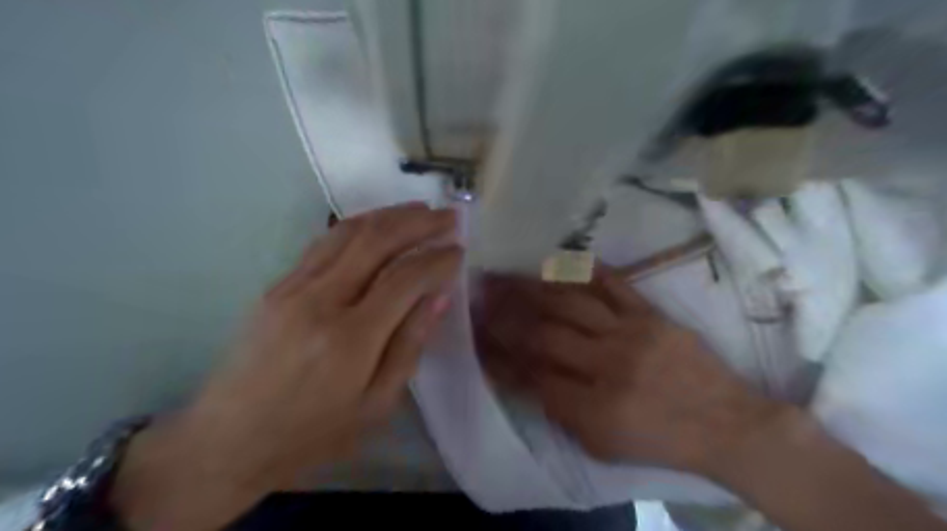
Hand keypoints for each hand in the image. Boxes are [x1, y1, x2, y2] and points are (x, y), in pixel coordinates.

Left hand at [112, 201, 464, 528]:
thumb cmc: (313, 433)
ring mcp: (294, 287)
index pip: (406, 279)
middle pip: (377, 241)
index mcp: (351, 339)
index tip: (459, 251)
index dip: (438, 260)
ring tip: (420, 209)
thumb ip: (410, 345)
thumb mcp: (377, 404)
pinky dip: (359, 225)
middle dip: (419, 222)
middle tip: (448, 216)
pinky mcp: (278, 284)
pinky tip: (378, 223)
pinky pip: (325, 242)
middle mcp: (321, 301)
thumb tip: (439, 296)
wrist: (228, 440)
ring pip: (349, 232)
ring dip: (390, 215)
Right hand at [473, 268, 783, 474]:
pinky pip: (613, 284)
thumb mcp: (603, 446)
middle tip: (480, 297)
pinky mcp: (651, 314)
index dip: (499, 357)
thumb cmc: (661, 441)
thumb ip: (562, 413)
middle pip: (544, 333)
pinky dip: (583, 270)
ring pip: (570, 302)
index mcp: (594, 407)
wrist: (728, 424)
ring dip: (532, 288)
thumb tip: (527, 379)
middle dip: (505, 316)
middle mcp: (607, 365)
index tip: (477, 339)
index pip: (532, 376)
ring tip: (505, 275)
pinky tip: (558, 260)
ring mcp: (630, 333)